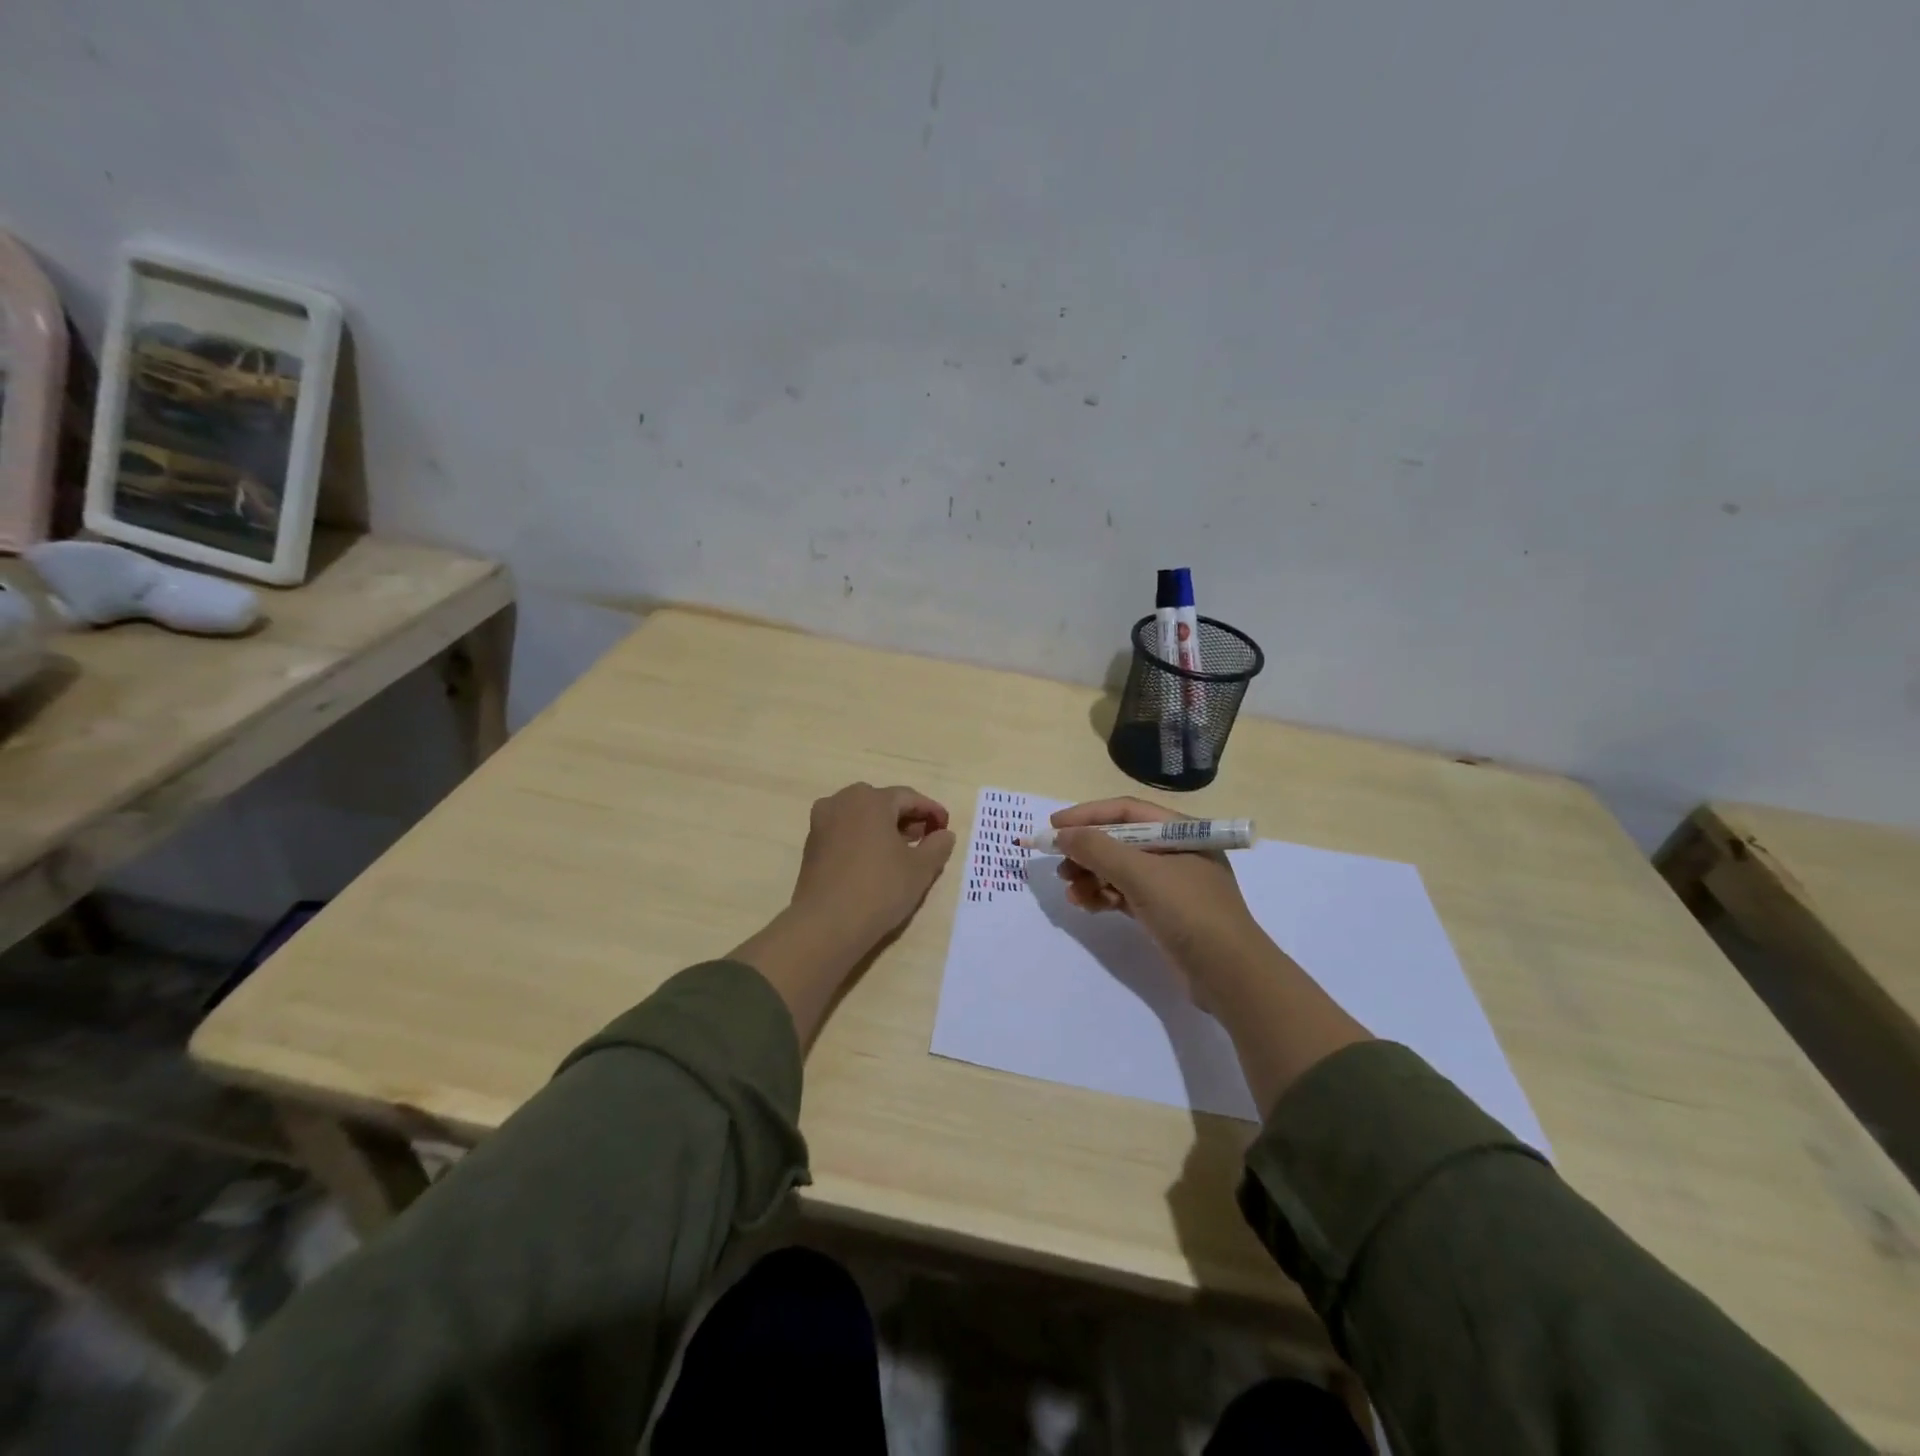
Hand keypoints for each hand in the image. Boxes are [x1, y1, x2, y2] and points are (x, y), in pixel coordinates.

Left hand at [734, 783, 956, 1048]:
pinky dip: (864, 839)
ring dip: (884, 829)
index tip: (946, 828)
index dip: (932, 811)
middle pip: (883, 803)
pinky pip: (845, 832)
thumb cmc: (879, 889)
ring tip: (902, 852)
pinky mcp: (811, 845)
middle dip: (907, 819)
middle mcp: (842, 801)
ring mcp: (822, 822)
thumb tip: (944, 834)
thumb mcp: (920, 869)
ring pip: (862, 817)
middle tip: (925, 839)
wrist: (826, 925)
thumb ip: (938, 846)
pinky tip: (876, 862)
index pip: (909, 798)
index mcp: (870, 799)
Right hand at [1056, 797, 1370, 1111]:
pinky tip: (1086, 905)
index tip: (1054, 826)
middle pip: (1120, 840)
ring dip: (1091, 877)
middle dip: (1087, 851)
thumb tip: (1062, 834)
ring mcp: (1171, 884)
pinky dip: (1103, 896)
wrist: (1229, 976)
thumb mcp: (1141, 875)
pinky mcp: (1164, 912)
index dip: (1087, 815)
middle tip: (1060, 866)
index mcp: (1181, 831)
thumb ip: (1098, 849)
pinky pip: (1125, 894)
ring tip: (1071, 892)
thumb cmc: (1189, 912)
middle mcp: (1176, 852)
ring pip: (1119, 870)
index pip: (1126, 811)